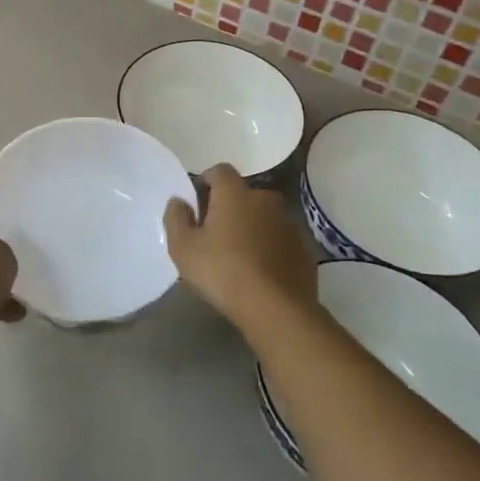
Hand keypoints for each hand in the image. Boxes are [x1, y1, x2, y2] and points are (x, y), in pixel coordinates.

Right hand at [164, 165, 317, 331]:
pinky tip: (259, 272)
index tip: (197, 203)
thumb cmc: (223, 272)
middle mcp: (265, 199)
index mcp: (234, 193)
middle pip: (242, 195)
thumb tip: (179, 201)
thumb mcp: (183, 248)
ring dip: (251, 228)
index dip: (206, 182)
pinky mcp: (304, 249)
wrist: (277, 309)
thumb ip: (176, 218)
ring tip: (238, 256)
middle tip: (214, 234)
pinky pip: (279, 240)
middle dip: (228, 207)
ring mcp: (289, 224)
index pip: (219, 171)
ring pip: (263, 217)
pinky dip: (269, 248)